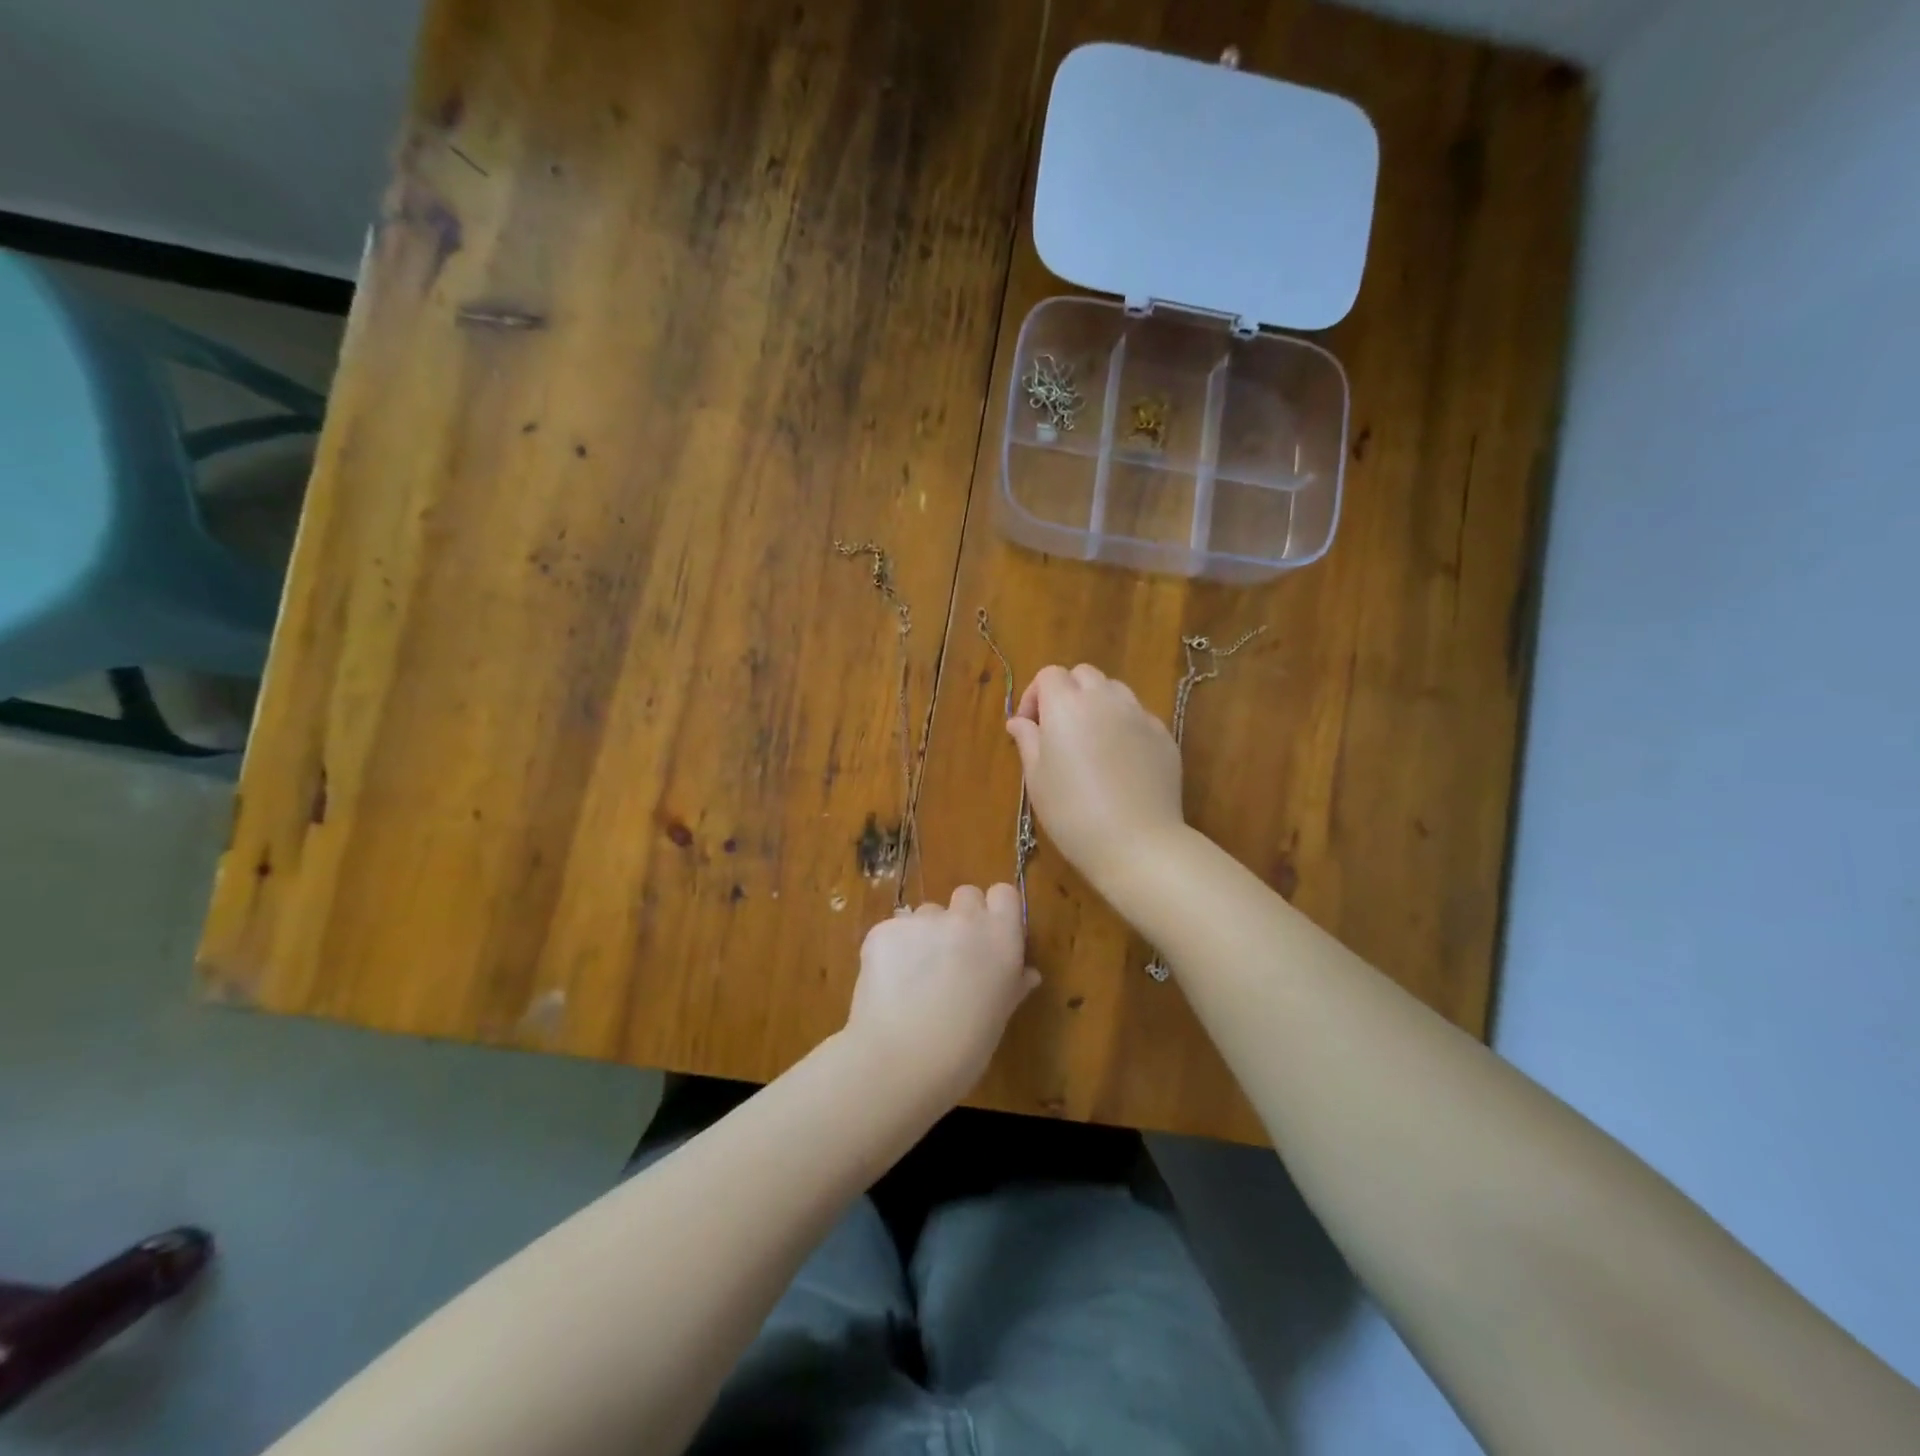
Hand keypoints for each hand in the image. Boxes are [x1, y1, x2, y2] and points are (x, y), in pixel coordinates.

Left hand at [844, 884, 1038, 1107]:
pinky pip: (894, 931)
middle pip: (966, 895)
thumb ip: (1012, 986)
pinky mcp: (884, 929)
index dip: (995, 911)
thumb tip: (1027, 973)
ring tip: (912, 978)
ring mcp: (922, 920)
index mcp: (1001, 938)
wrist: (899, 1062)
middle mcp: (964, 919)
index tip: (989, 936)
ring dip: (924, 935)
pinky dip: (892, 950)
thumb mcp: (999, 1018)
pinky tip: (888, 984)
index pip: (1003, 894)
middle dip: (960, 918)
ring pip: (926, 914)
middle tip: (951, 957)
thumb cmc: (963, 1051)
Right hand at [1005, 664, 1186, 890]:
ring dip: (1098, 705)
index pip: (1049, 675)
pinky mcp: (1163, 735)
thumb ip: (1028, 740)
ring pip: (1115, 691)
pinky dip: (1124, 727)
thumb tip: (1020, 722)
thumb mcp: (1036, 778)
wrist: (1136, 843)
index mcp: (1066, 705)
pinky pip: (1139, 717)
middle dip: (1068, 693)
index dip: (1035, 695)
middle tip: (1059, 731)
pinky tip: (1121, 762)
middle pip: (1084, 675)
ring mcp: (1139, 715)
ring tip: (1091, 742)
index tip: (1029, 727)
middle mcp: (1105, 699)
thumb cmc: (1072, 812)